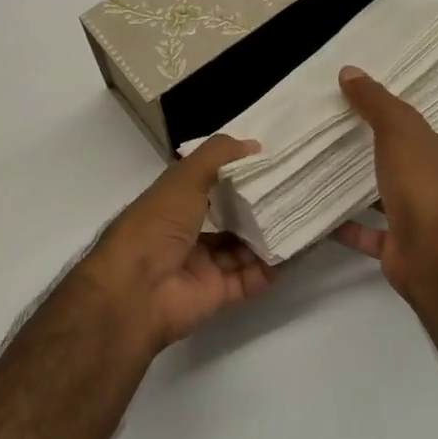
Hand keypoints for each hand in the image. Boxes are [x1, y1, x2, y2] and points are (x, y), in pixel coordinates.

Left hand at [76, 136, 277, 350]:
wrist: (136, 289)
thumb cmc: (157, 224)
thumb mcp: (185, 177)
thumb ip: (217, 156)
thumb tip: (254, 145)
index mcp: (174, 203)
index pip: (209, 184)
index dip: (236, 173)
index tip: (271, 161)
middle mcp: (187, 233)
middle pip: (229, 219)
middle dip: (258, 207)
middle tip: (294, 190)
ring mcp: (202, 265)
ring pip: (242, 249)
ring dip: (267, 237)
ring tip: (301, 217)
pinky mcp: (217, 293)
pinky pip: (249, 279)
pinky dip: (269, 268)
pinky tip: (293, 251)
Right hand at [333, 67, 437, 302]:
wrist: (436, 258)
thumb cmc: (429, 185)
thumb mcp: (400, 129)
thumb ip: (376, 102)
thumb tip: (349, 71)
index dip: (420, 124)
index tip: (386, 114)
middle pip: (420, 167)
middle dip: (390, 157)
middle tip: (349, 136)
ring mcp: (432, 224)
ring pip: (396, 201)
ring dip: (368, 191)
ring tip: (330, 170)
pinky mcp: (407, 249)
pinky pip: (373, 234)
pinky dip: (350, 226)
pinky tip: (321, 213)